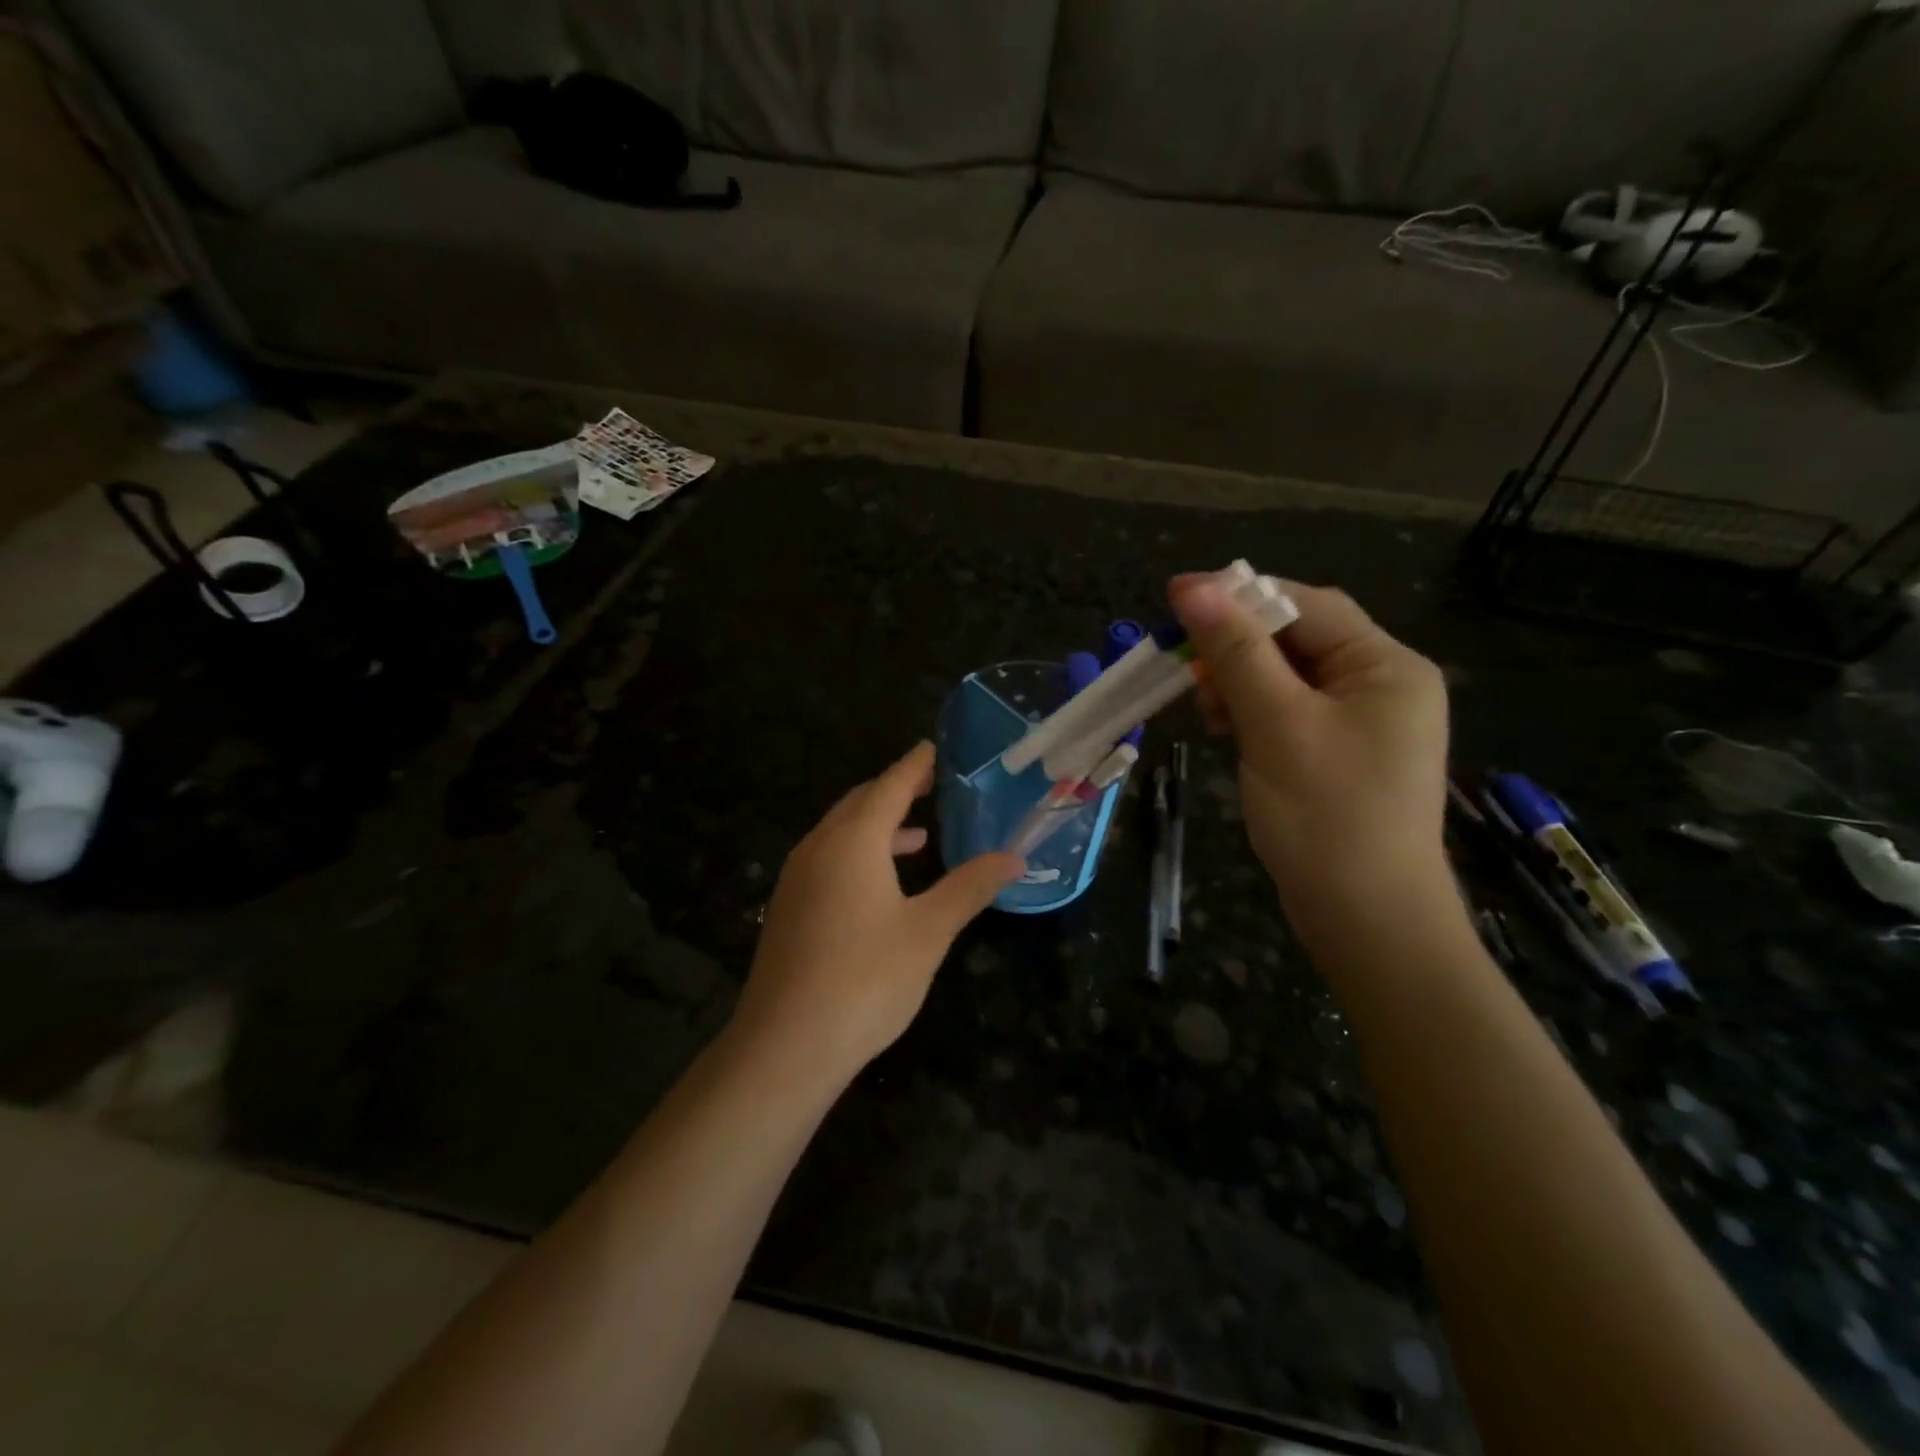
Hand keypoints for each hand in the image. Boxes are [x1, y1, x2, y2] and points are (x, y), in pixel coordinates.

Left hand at [729, 742, 1023, 1082]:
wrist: (786, 1045)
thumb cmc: (866, 979)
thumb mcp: (929, 931)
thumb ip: (970, 887)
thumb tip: (1014, 857)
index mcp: (853, 841)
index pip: (890, 787)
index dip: (914, 766)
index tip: (933, 748)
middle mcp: (819, 848)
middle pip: (860, 803)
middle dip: (895, 791)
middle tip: (931, 785)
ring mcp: (797, 878)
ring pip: (840, 833)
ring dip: (877, 826)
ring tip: (918, 835)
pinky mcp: (789, 908)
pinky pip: (828, 859)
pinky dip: (859, 854)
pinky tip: (880, 884)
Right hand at [1169, 575, 1451, 946]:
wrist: (1366, 920)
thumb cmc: (1327, 815)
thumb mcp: (1276, 724)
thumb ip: (1235, 652)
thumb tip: (1193, 587)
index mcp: (1385, 666)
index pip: (1306, 605)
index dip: (1239, 596)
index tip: (1175, 597)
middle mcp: (1381, 685)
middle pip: (1296, 640)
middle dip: (1236, 648)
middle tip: (1185, 667)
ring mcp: (1361, 723)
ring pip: (1286, 677)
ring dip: (1239, 682)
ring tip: (1207, 711)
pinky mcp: (1338, 755)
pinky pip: (1288, 713)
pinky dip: (1252, 713)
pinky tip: (1226, 730)